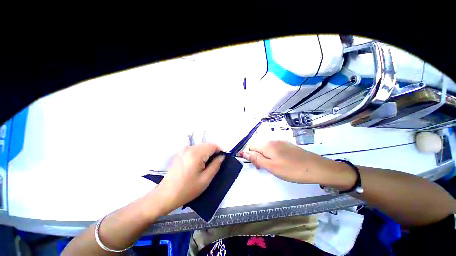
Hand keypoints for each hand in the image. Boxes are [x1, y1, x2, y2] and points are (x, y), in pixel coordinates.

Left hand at [154, 143, 224, 214]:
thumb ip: (216, 165)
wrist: (166, 195)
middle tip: (216, 162)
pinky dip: (200, 153)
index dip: (220, 150)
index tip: (222, 158)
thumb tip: (222, 156)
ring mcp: (183, 149)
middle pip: (206, 144)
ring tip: (207, 164)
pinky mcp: (180, 153)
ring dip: (207, 152)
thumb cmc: (187, 189)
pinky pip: (194, 149)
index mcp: (196, 154)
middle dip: (213, 151)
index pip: (212, 145)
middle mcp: (189, 148)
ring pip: (201, 146)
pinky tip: (199, 163)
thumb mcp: (205, 179)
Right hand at [239, 140, 345, 184]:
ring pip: (266, 147)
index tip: (258, 166)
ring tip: (272, 166)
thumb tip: (243, 153)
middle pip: (258, 146)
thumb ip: (256, 158)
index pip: (251, 146)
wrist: (316, 168)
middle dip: (258, 156)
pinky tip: (280, 162)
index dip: (251, 156)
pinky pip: (274, 148)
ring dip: (265, 156)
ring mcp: (280, 142)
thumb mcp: (271, 166)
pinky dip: (272, 155)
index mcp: (267, 145)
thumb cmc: (292, 169)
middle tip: (265, 168)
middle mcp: (272, 140)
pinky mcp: (287, 145)